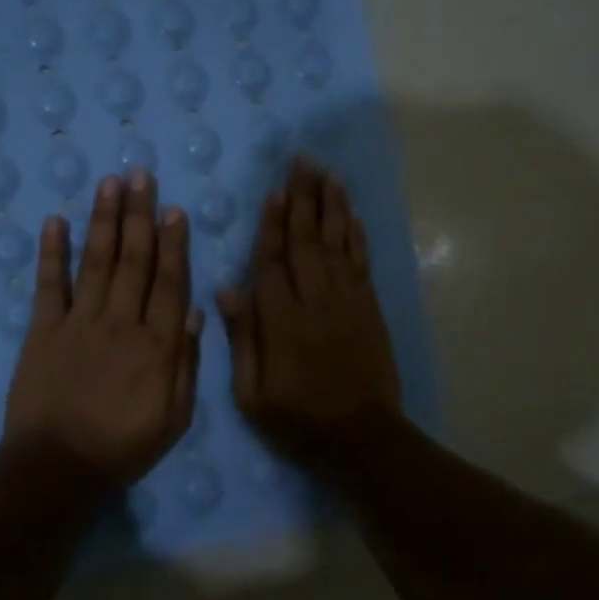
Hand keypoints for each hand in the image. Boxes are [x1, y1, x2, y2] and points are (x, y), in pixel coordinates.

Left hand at [4, 171, 202, 486]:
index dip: (173, 243)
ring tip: (109, 183)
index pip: (168, 282)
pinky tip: (56, 221)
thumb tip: (194, 311)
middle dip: (138, 215)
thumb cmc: (123, 446)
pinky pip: (49, 285)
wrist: (58, 467)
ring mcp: (79, 322)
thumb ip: (186, 363)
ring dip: (103, 220)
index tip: (173, 209)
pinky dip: (52, 252)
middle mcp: (121, 322)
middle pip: (133, 260)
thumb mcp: (175, 417)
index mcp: (156, 344)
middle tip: (140, 175)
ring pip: (96, 262)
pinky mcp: (43, 330)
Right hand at [218, 156, 402, 458]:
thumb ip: (243, 339)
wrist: (363, 437)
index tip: (274, 191)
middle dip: (304, 198)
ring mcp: (348, 301)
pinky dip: (355, 234)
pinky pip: (361, 261)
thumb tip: (228, 290)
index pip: (273, 261)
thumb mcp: (253, 394)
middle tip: (302, 161)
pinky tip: (350, 213)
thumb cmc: (299, 420)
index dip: (273, 224)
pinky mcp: (370, 308)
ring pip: (337, 242)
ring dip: (331, 205)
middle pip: (307, 240)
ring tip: (326, 173)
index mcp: (282, 321)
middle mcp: (316, 301)